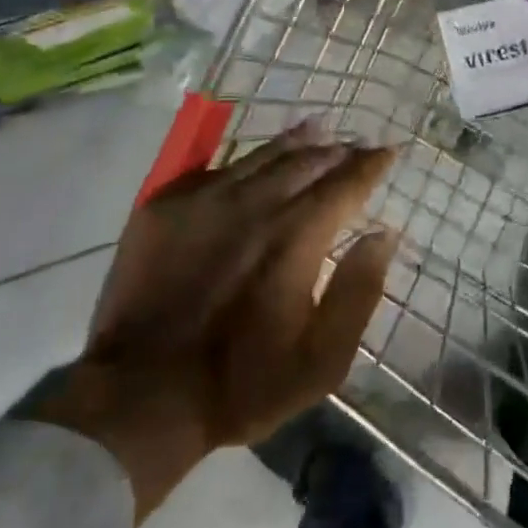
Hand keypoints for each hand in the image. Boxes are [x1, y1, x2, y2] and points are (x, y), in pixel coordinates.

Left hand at [33, 124, 397, 521]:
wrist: (139, 397)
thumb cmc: (242, 384)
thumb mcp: (322, 361)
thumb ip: (358, 291)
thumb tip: (383, 235)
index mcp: (296, 237)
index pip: (345, 184)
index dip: (370, 166)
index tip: (388, 152)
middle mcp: (254, 204)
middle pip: (306, 161)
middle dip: (337, 151)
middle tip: (355, 146)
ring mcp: (204, 200)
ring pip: (261, 155)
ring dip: (296, 143)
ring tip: (317, 130)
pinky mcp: (164, 207)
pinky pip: (215, 168)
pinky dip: (245, 162)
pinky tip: (253, 164)